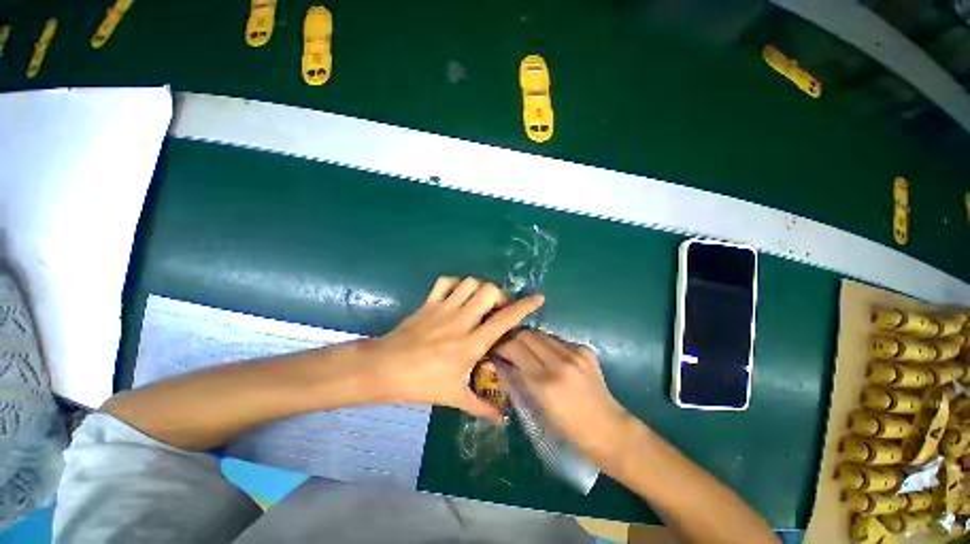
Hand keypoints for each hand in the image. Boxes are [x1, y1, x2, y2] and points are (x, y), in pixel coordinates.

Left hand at [359, 276, 543, 423]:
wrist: (384, 369)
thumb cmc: (421, 384)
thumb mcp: (454, 397)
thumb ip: (481, 406)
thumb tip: (502, 420)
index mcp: (470, 344)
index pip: (504, 320)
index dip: (524, 307)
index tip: (537, 298)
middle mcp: (461, 321)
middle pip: (489, 292)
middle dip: (501, 295)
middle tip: (499, 308)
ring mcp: (443, 308)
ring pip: (470, 283)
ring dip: (481, 289)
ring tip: (481, 301)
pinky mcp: (429, 302)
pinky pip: (446, 282)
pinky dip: (456, 284)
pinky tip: (458, 295)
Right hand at [494, 330, 633, 466]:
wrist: (608, 429)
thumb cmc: (569, 428)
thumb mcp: (538, 407)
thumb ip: (520, 380)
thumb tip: (502, 362)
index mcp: (545, 383)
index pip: (514, 348)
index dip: (501, 346)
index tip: (496, 351)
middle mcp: (560, 363)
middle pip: (527, 334)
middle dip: (514, 339)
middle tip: (510, 349)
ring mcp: (575, 354)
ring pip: (541, 334)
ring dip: (530, 341)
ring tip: (528, 352)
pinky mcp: (585, 350)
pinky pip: (557, 340)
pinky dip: (548, 345)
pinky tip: (550, 357)